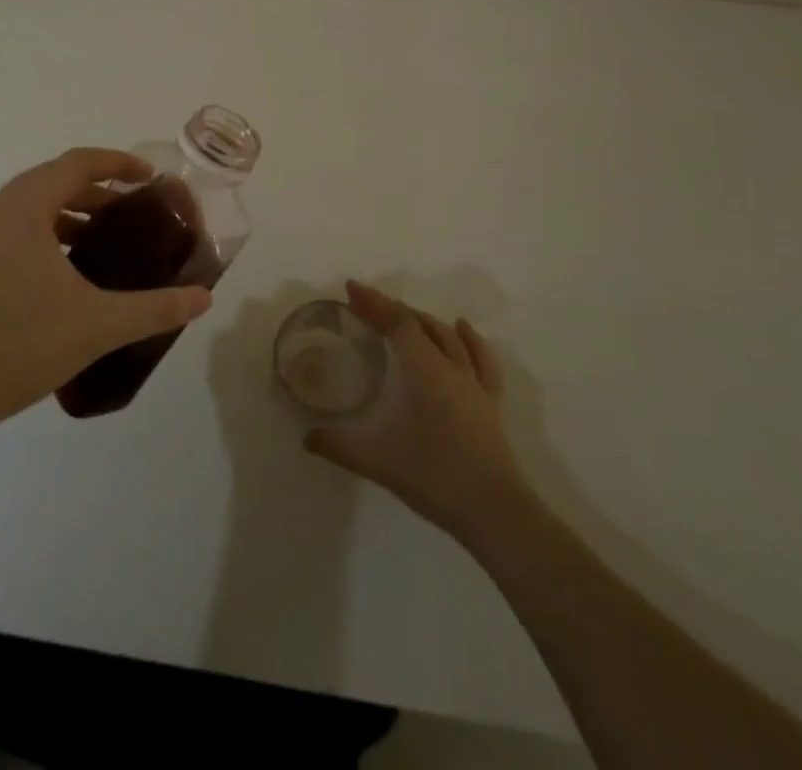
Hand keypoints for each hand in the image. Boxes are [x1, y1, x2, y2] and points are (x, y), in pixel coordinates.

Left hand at [0, 148, 213, 433]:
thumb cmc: (22, 344)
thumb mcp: (99, 324)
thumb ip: (155, 307)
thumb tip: (204, 299)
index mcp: (23, 208)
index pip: (75, 163)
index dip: (116, 162)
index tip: (149, 177)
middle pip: (51, 181)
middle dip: (96, 191)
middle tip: (131, 212)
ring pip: (28, 209)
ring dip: (68, 215)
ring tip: (101, 242)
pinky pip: (10, 232)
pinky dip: (43, 236)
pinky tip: (62, 275)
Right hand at [305, 281, 534, 546]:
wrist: (494, 513)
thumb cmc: (434, 476)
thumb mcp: (377, 460)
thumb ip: (338, 445)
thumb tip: (306, 438)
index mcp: (425, 370)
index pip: (397, 322)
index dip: (374, 302)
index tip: (351, 288)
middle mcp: (451, 367)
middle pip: (420, 324)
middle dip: (391, 309)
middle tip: (366, 306)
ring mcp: (475, 384)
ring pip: (450, 337)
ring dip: (424, 321)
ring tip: (405, 315)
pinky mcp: (490, 403)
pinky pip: (481, 359)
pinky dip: (469, 339)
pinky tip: (462, 329)